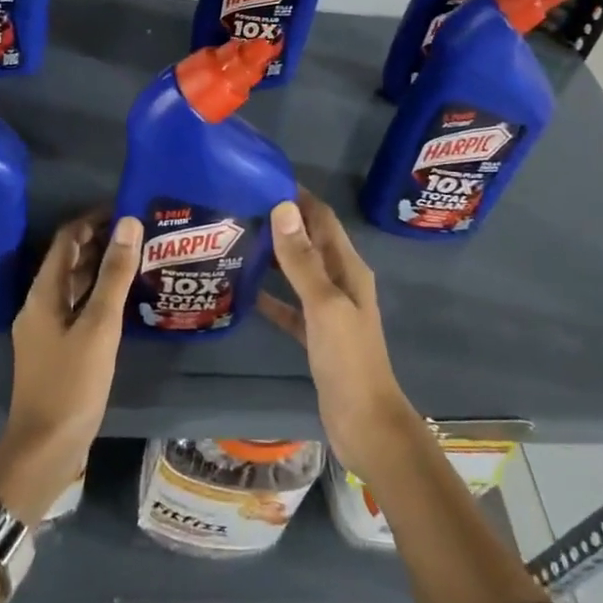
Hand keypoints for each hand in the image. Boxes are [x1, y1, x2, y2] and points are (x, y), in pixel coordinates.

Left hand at [0, 212, 141, 524]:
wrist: (45, 448)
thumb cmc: (72, 384)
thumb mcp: (99, 326)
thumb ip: (114, 275)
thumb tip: (128, 223)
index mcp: (43, 294)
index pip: (67, 239)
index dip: (93, 219)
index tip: (126, 210)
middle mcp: (40, 304)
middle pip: (68, 260)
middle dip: (100, 241)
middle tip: (139, 232)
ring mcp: (46, 328)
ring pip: (74, 285)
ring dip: (100, 267)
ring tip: (137, 258)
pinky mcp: (56, 348)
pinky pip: (77, 307)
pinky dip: (98, 295)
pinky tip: (122, 300)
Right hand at [259, 190, 422, 482]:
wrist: (365, 423)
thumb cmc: (348, 360)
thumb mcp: (324, 304)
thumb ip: (302, 259)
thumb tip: (282, 207)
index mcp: (348, 269)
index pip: (323, 219)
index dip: (299, 197)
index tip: (263, 178)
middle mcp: (340, 282)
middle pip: (310, 242)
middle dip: (282, 222)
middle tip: (240, 207)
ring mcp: (328, 310)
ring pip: (298, 272)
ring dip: (274, 256)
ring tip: (238, 241)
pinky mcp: (316, 335)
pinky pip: (290, 306)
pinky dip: (271, 296)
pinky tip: (244, 292)